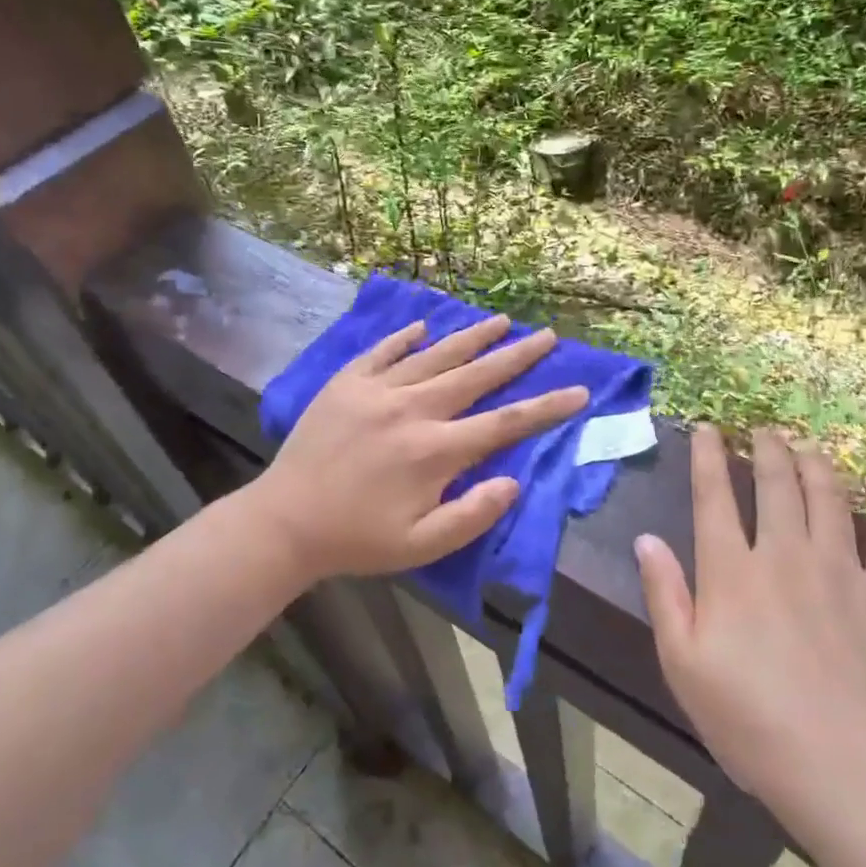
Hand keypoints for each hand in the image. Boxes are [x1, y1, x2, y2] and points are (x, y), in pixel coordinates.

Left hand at [251, 314, 588, 582]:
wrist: (285, 522)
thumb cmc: (358, 539)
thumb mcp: (421, 546)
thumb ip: (472, 516)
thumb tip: (513, 482)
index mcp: (435, 451)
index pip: (504, 422)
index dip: (546, 407)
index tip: (579, 390)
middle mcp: (412, 409)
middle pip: (476, 375)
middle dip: (517, 355)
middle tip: (547, 336)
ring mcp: (377, 390)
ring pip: (436, 354)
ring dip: (472, 337)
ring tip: (502, 320)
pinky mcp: (347, 382)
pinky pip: (384, 350)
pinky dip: (406, 336)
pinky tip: (425, 324)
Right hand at [635, 427, 865, 850]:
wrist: (852, 773)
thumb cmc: (753, 723)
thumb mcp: (683, 666)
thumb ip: (664, 595)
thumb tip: (646, 539)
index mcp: (732, 571)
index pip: (714, 497)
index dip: (707, 457)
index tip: (707, 428)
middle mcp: (785, 554)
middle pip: (776, 483)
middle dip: (767, 449)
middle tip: (764, 429)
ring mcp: (841, 570)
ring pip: (829, 497)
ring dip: (817, 463)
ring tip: (808, 445)